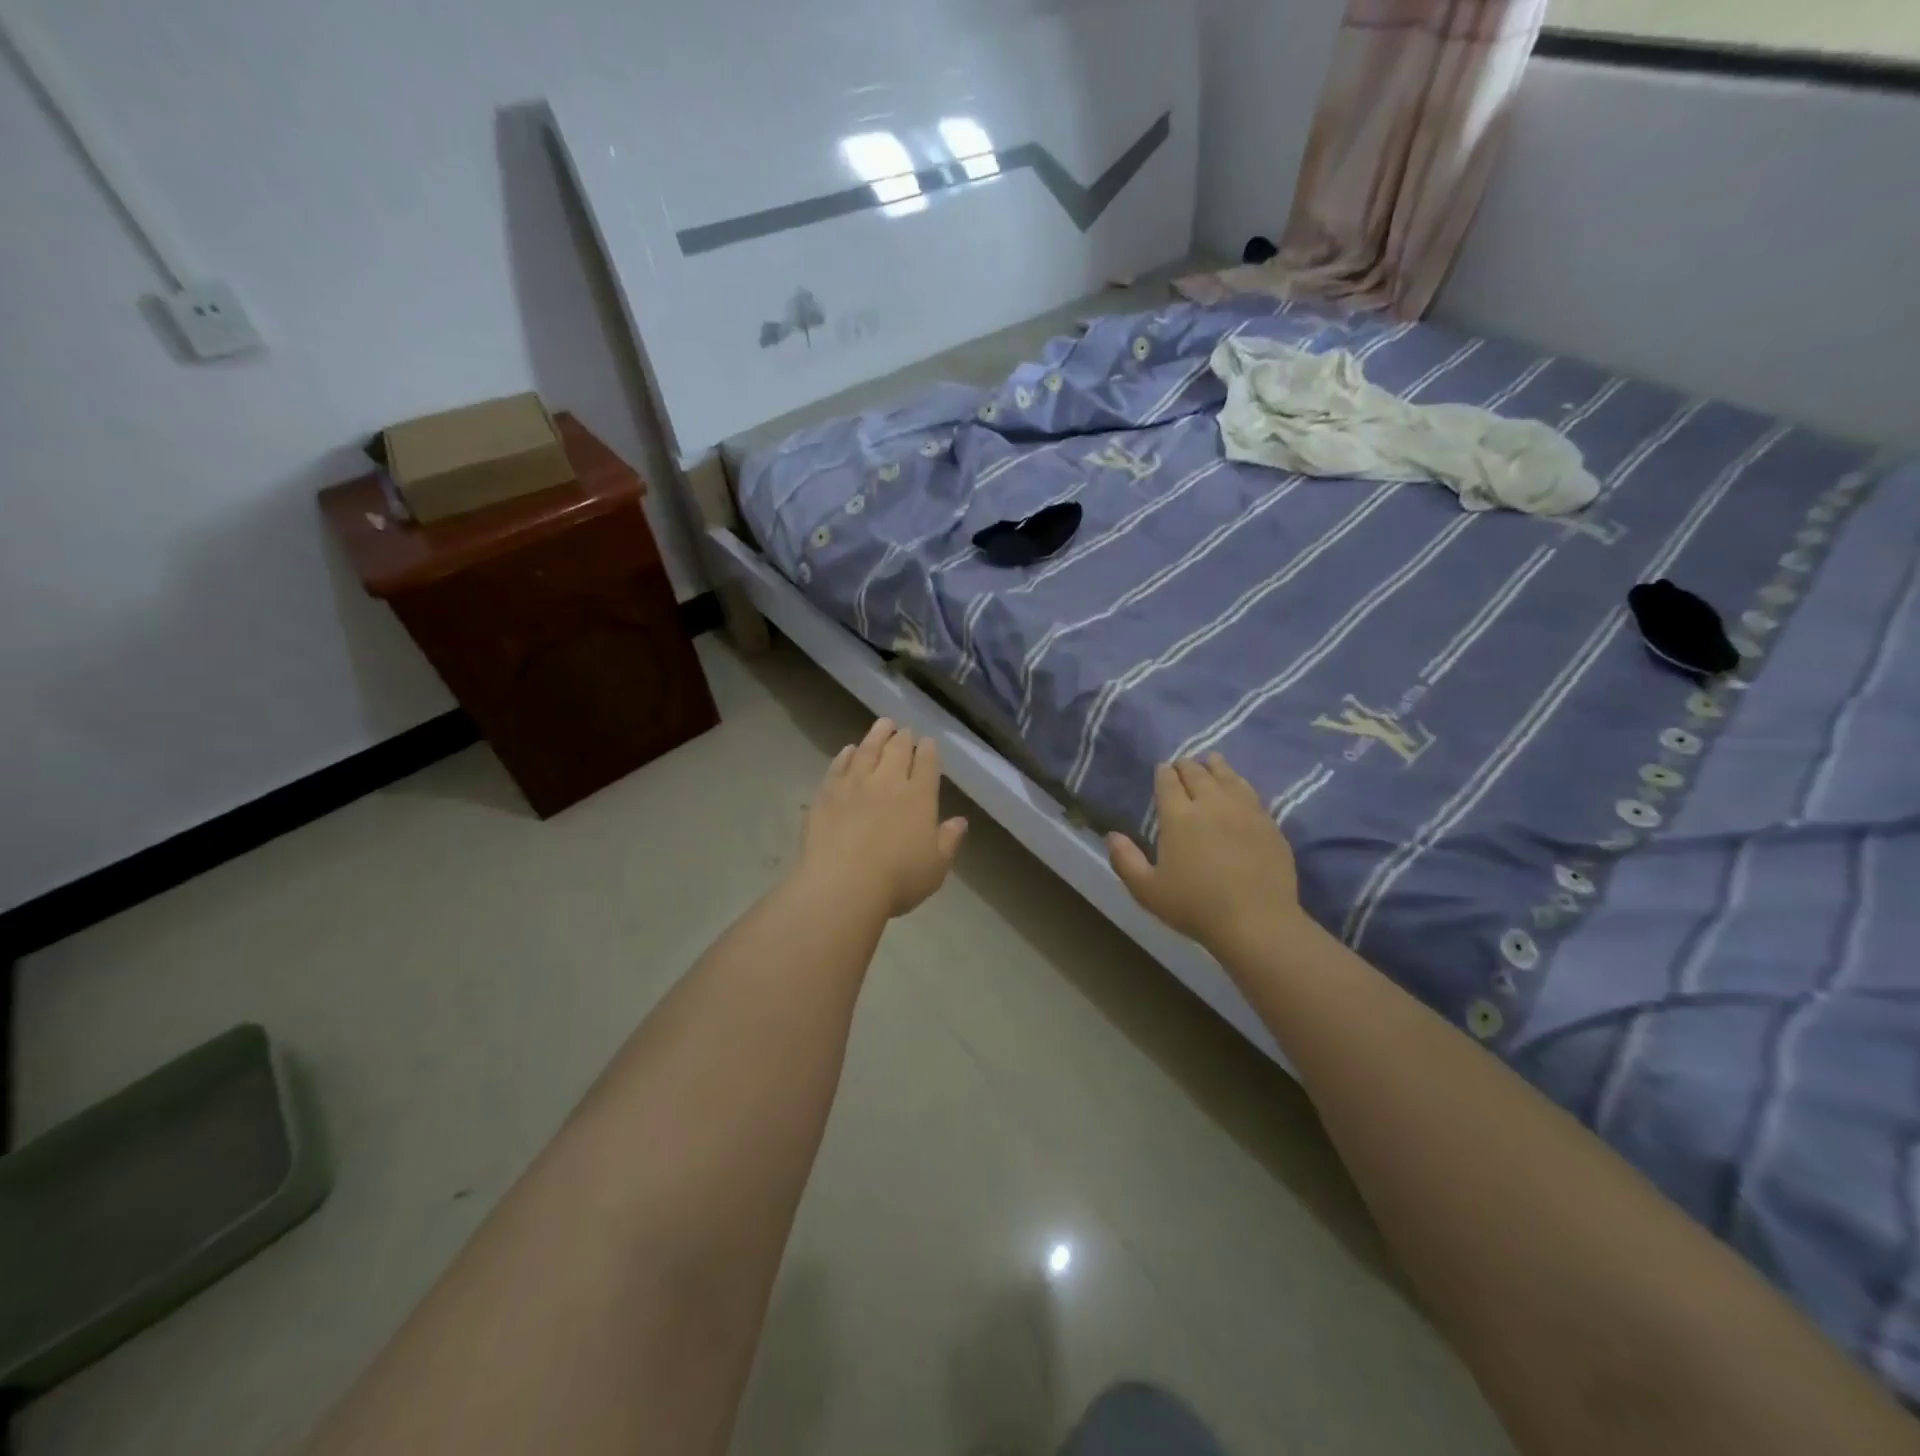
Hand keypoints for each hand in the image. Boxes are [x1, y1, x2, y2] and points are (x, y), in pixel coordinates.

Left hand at [799, 719, 968, 918]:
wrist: (842, 885)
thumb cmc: (897, 880)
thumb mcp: (935, 867)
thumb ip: (949, 840)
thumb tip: (960, 821)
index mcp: (919, 796)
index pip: (926, 763)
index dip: (928, 750)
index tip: (927, 742)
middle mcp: (888, 781)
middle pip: (897, 750)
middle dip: (903, 737)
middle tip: (904, 731)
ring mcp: (855, 784)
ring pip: (868, 749)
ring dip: (877, 734)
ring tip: (883, 725)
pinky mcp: (827, 793)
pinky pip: (839, 765)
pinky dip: (847, 754)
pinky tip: (849, 750)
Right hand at [1108, 755, 1303, 956]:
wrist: (1257, 922)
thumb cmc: (1195, 907)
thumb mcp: (1148, 890)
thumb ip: (1125, 860)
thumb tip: (1112, 835)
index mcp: (1178, 817)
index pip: (1168, 783)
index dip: (1163, 773)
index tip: (1162, 769)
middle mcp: (1211, 804)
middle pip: (1197, 774)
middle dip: (1186, 766)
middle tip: (1182, 764)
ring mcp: (1244, 811)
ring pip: (1227, 777)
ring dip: (1215, 767)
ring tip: (1211, 761)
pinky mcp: (1268, 823)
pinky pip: (1251, 792)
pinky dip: (1239, 783)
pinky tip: (1239, 786)